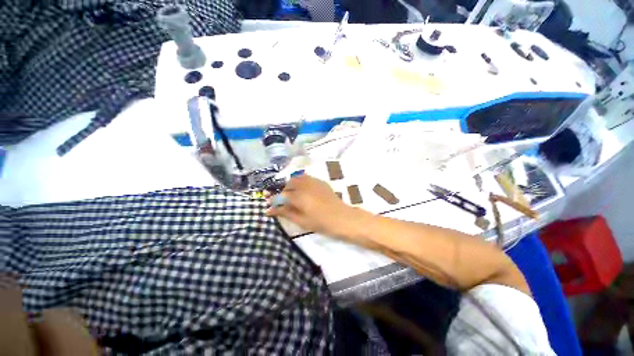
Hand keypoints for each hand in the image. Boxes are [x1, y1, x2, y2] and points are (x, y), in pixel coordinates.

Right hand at [267, 175, 367, 240]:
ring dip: (292, 185)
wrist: (341, 217)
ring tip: (294, 196)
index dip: (273, 201)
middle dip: (284, 192)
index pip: (281, 196)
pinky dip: (301, 183)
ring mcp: (313, 181)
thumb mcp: (301, 220)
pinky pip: (307, 178)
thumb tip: (269, 210)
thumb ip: (285, 213)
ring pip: (297, 178)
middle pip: (288, 184)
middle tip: (284, 202)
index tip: (269, 207)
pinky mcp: (320, 182)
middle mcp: (304, 185)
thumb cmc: (321, 222)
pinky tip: (304, 192)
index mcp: (299, 196)